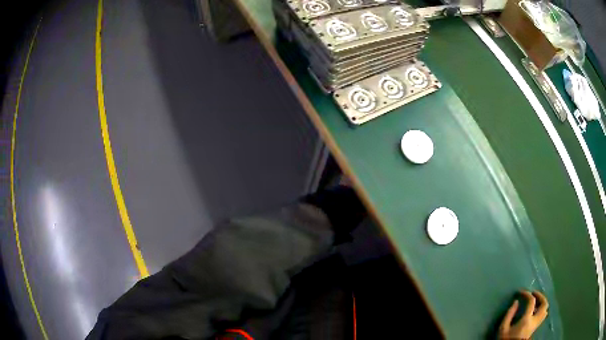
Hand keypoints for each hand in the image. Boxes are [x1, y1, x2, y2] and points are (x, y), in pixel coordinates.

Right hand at [499, 290, 548, 339]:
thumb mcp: (503, 329)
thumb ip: (509, 314)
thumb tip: (516, 302)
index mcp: (527, 319)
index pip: (532, 301)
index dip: (527, 294)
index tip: (521, 293)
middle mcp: (535, 320)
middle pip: (544, 304)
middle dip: (540, 296)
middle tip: (533, 293)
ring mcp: (536, 325)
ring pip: (545, 310)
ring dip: (542, 303)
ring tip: (535, 301)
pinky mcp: (535, 328)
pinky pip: (543, 315)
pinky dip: (541, 310)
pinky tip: (534, 311)